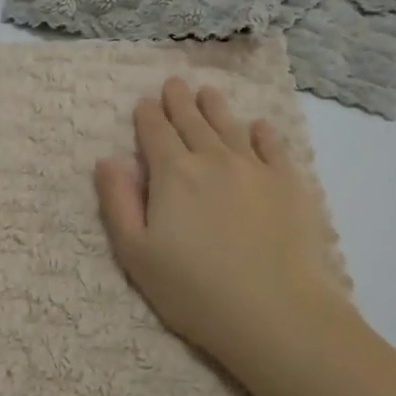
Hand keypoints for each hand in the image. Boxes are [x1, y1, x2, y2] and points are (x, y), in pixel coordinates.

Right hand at [94, 78, 357, 370]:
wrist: (276, 312)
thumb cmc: (195, 290)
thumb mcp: (136, 254)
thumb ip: (118, 202)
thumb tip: (107, 160)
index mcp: (173, 174)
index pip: (156, 133)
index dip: (148, 115)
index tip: (145, 103)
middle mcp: (213, 159)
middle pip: (192, 121)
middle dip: (178, 101)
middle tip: (174, 83)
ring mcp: (255, 168)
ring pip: (230, 126)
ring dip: (215, 107)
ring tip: (207, 92)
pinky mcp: (288, 184)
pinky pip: (273, 147)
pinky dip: (263, 132)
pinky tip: (259, 126)